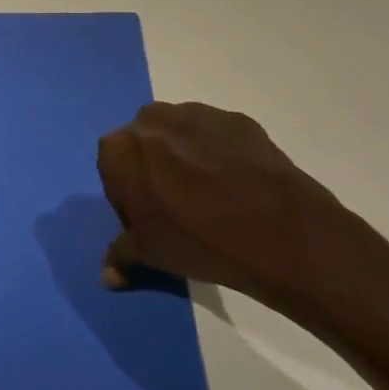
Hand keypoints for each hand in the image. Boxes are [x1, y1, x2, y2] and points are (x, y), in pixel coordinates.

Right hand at [97, 101, 388, 323]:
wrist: (280, 232)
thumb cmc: (198, 242)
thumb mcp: (150, 255)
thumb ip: (120, 255)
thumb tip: (108, 275)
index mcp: (118, 149)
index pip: (112, 170)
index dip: (128, 197)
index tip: (150, 220)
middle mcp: (150, 120)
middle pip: (144, 145)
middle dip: (155, 169)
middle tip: (179, 208)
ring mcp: (196, 114)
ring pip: (180, 135)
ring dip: (186, 157)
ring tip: (213, 196)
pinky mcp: (237, 120)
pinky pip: (218, 136)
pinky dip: (221, 154)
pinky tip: (239, 186)